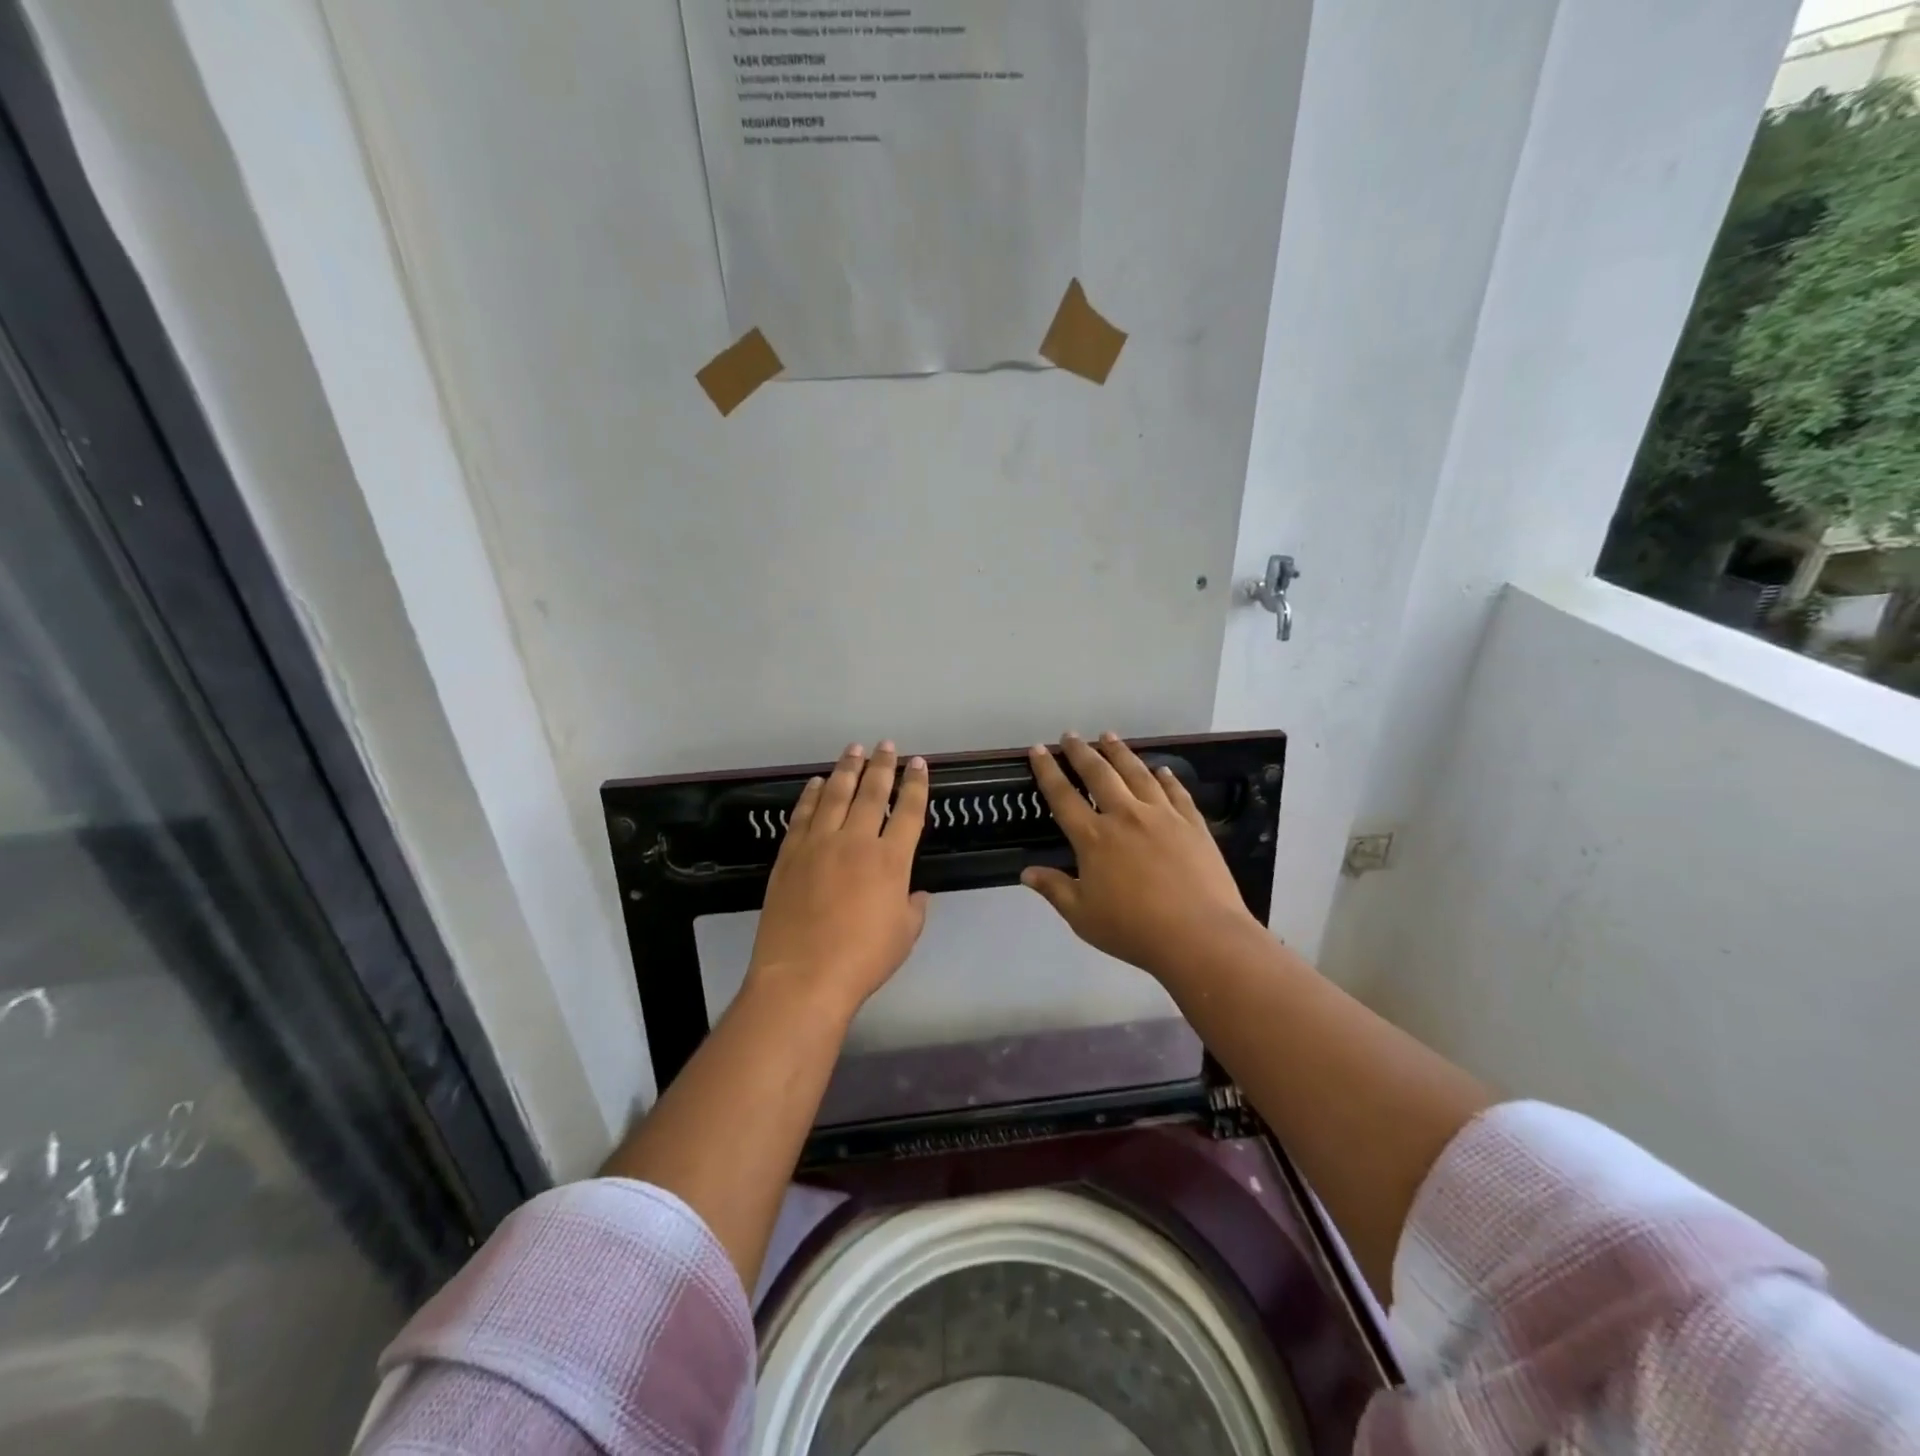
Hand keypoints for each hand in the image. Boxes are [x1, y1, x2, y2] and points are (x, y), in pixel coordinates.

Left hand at [745, 742, 929, 1021]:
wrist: (803, 976)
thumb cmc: (862, 960)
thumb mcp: (903, 936)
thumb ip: (913, 908)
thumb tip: (916, 893)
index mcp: (891, 860)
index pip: (909, 812)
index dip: (917, 785)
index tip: (919, 764)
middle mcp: (856, 842)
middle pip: (872, 793)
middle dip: (882, 766)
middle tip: (886, 745)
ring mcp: (819, 844)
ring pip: (836, 795)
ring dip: (847, 769)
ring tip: (854, 749)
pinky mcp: (790, 854)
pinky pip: (803, 815)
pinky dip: (811, 795)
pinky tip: (817, 783)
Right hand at [1022, 733, 1262, 981]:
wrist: (1199, 935)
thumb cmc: (1133, 929)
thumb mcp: (1082, 916)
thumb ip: (1054, 890)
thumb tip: (1026, 872)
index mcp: (1094, 838)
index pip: (1063, 796)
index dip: (1047, 771)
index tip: (1037, 749)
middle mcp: (1125, 816)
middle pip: (1099, 774)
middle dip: (1081, 751)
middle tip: (1070, 735)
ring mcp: (1162, 816)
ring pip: (1137, 773)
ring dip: (1120, 752)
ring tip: (1109, 736)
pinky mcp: (1192, 823)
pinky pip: (1176, 791)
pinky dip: (1165, 777)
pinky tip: (1160, 770)